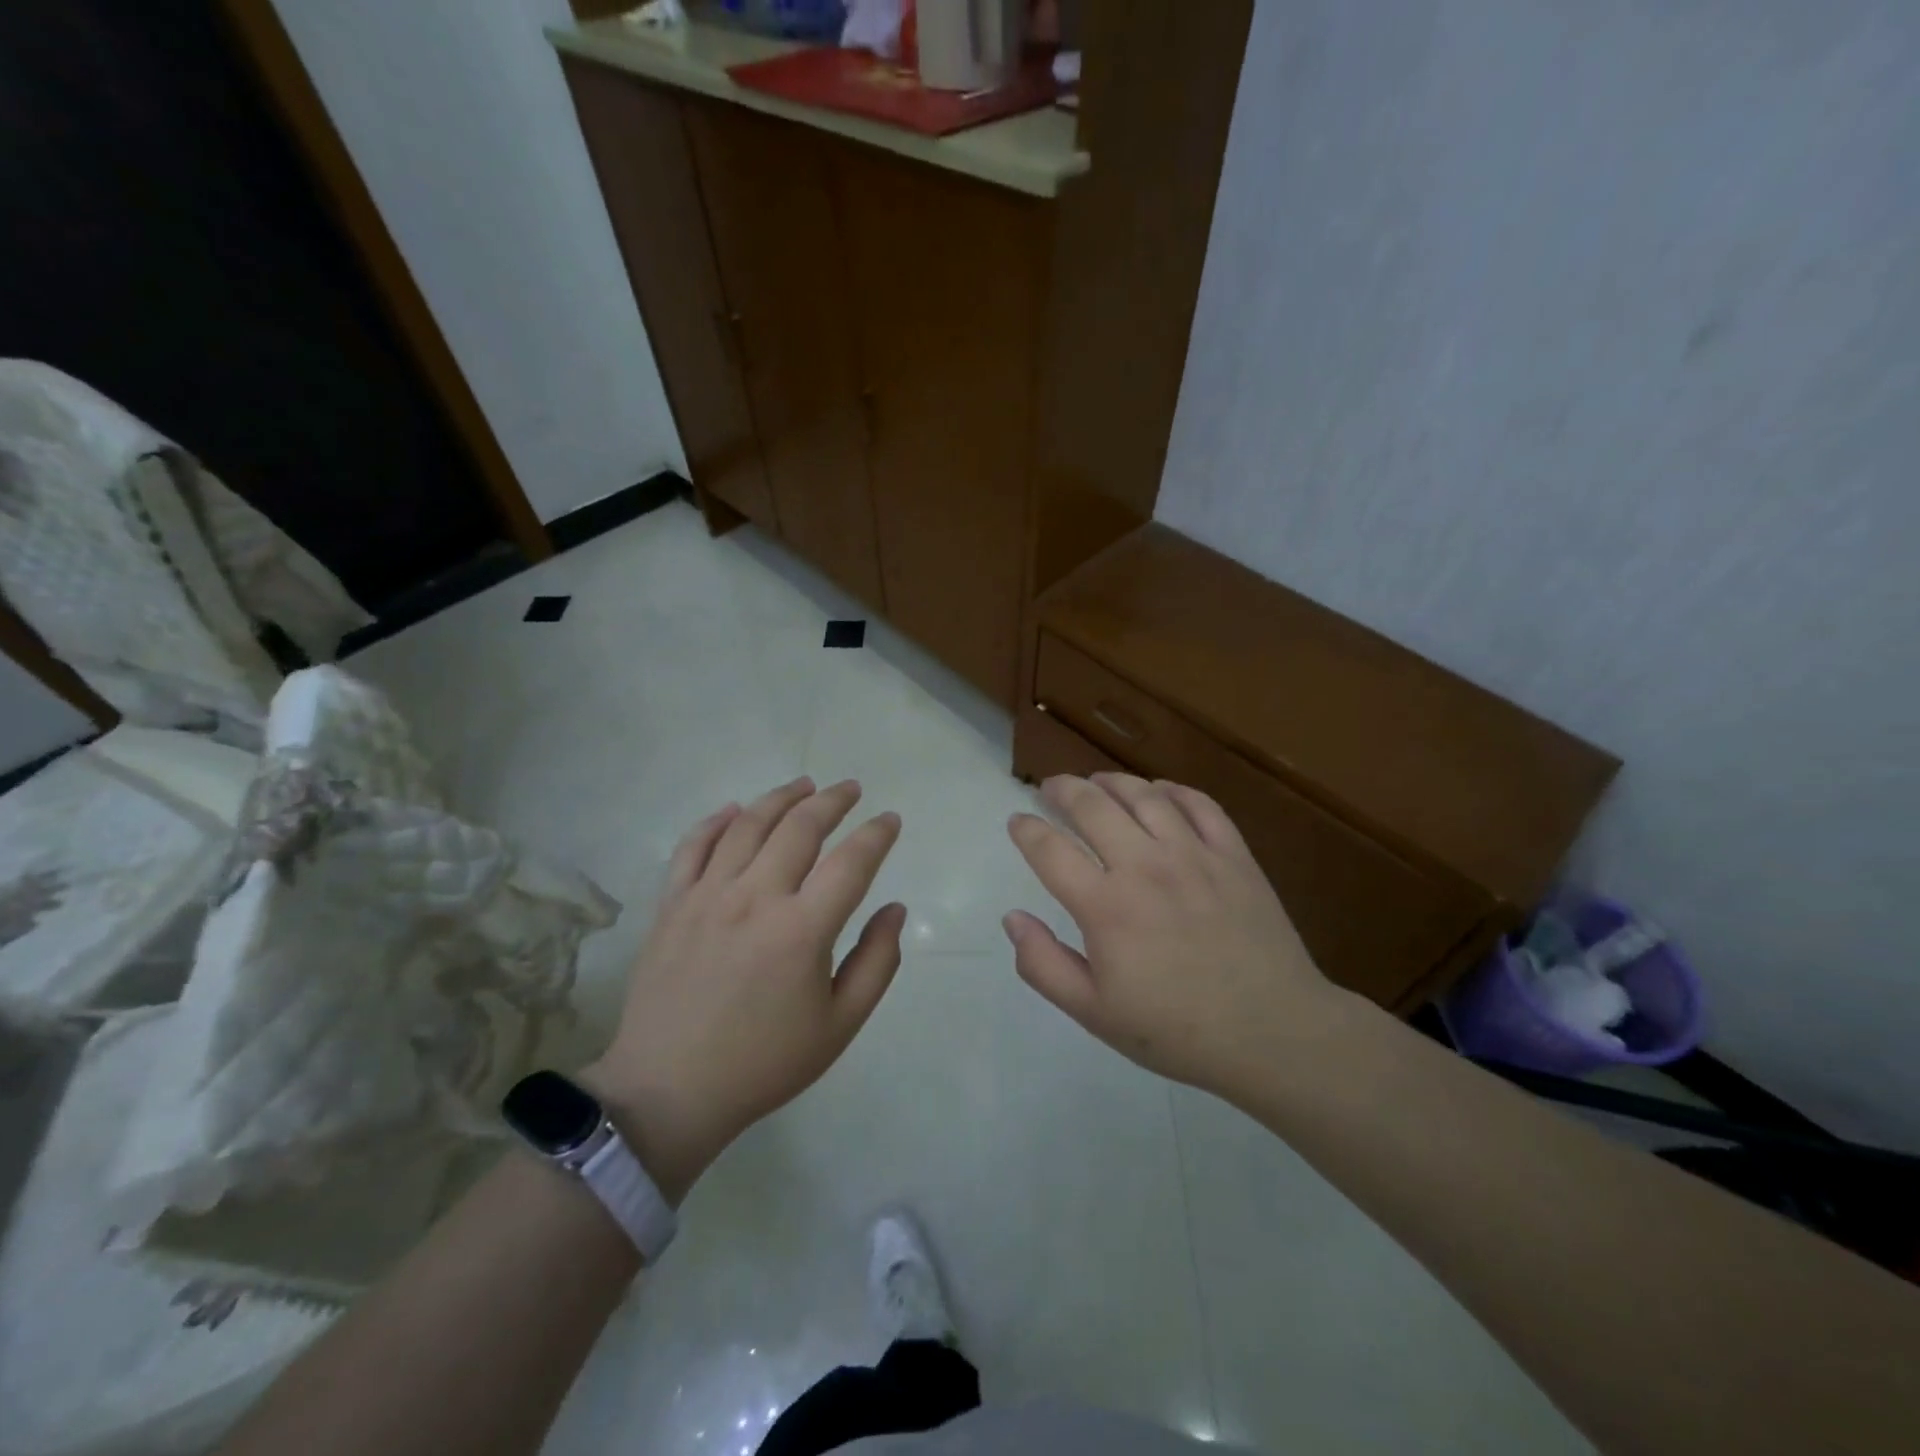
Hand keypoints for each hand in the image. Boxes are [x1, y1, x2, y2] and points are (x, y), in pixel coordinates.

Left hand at [582, 777, 904, 1202]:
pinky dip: (716, 821)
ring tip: (804, 784)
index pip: (851, 862)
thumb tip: (894, 909)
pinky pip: (693, 846)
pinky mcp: (672, 904)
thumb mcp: (840, 1026)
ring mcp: (707, 896)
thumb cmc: (764, 1062)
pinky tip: (735, 810)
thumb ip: (877, 962)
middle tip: (850, 789)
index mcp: (801, 930)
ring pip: (748, 825)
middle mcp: (755, 899)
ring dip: (781, 798)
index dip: (877, 834)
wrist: (670, 1090)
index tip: (890, 820)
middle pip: (800, 827)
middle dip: (832, 801)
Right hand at [1004, 773, 1348, 1099]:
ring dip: (1111, 781)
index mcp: (1105, 907)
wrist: (1273, 1033)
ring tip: (1097, 782)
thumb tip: (1012, 918)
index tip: (1017, 821)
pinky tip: (1159, 791)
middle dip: (1062, 789)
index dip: (1026, 830)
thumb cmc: (1176, 1030)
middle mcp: (1145, 867)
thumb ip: (1043, 965)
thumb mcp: (1093, 1013)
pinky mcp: (1234, 855)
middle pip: (1092, 806)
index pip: (1050, 850)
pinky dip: (1172, 790)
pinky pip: (1199, 804)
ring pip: (1143, 795)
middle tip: (1050, 787)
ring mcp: (1193, 855)